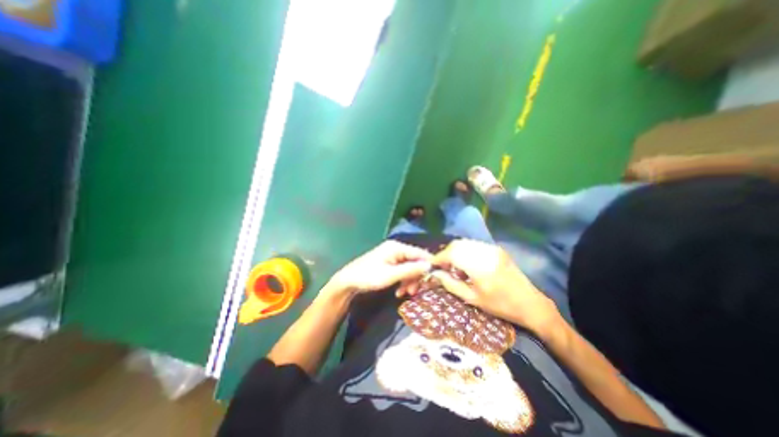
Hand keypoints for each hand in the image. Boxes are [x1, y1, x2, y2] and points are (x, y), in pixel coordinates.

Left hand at [324, 240, 430, 297]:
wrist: (348, 281)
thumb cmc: (368, 276)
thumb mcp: (391, 275)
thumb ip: (411, 270)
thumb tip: (429, 266)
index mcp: (397, 247)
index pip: (419, 253)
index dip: (428, 265)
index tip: (434, 279)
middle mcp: (396, 249)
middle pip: (415, 262)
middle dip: (416, 277)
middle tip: (414, 292)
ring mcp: (392, 257)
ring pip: (409, 268)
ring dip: (409, 282)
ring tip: (404, 294)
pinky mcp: (389, 264)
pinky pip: (402, 272)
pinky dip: (403, 282)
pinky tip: (399, 291)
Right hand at [428, 240, 562, 333]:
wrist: (531, 304)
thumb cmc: (501, 306)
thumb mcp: (473, 299)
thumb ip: (451, 284)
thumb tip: (436, 274)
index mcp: (479, 267)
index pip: (452, 254)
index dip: (439, 258)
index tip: (432, 265)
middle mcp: (485, 252)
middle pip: (457, 244)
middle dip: (446, 253)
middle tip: (442, 266)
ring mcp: (492, 249)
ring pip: (465, 243)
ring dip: (455, 251)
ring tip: (453, 265)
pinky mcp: (496, 249)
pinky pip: (474, 245)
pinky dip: (465, 251)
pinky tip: (466, 263)